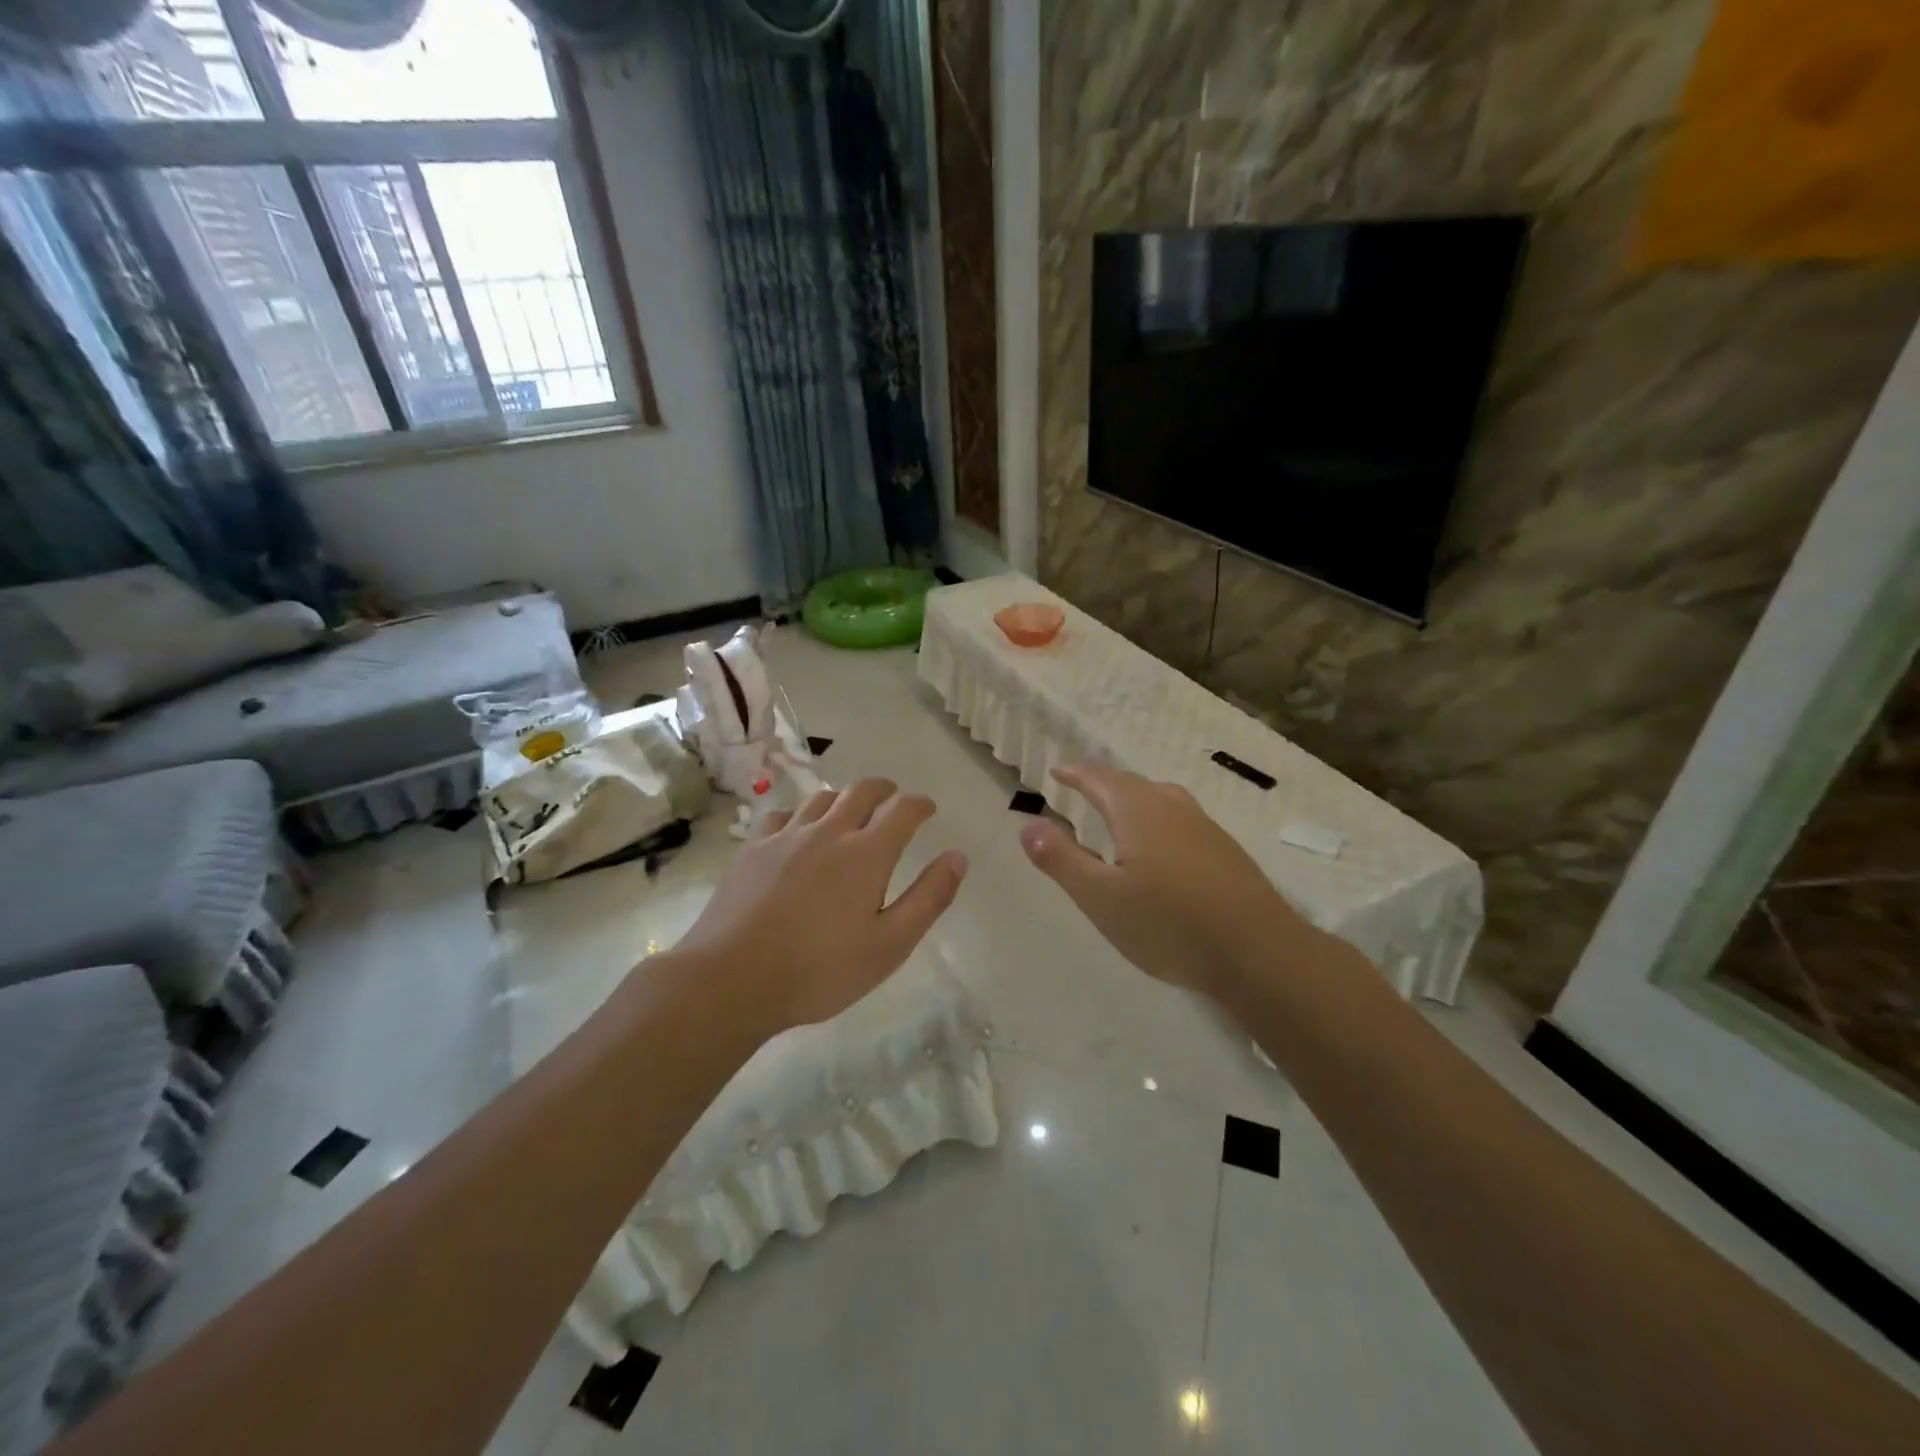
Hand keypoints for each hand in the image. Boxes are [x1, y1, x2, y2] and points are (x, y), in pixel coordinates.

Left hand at [675, 778, 967, 1036]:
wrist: (731, 979)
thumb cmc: (820, 970)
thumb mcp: (890, 945)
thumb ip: (929, 898)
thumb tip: (958, 857)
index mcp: (867, 853)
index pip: (903, 809)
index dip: (920, 804)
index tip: (929, 809)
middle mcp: (829, 832)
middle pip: (862, 791)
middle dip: (884, 790)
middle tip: (893, 800)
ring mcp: (786, 837)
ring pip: (821, 798)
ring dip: (844, 799)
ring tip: (849, 813)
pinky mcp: (752, 849)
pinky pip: (782, 816)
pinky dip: (800, 816)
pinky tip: (797, 833)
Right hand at [1018, 763, 1305, 997]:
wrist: (1259, 952)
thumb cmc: (1169, 924)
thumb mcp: (1101, 897)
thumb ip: (1062, 859)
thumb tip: (1027, 825)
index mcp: (1138, 811)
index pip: (1100, 779)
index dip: (1076, 773)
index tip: (1057, 771)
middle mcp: (1173, 808)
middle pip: (1132, 784)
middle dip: (1103, 782)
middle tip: (1082, 786)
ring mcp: (1205, 828)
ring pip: (1162, 798)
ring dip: (1135, 797)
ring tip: (1120, 809)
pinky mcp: (1227, 851)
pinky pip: (1182, 819)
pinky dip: (1159, 818)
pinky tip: (1164, 845)